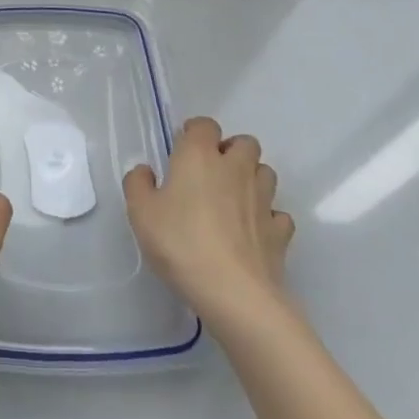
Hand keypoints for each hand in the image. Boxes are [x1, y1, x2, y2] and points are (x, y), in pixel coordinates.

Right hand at [124, 119, 293, 319]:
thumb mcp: (140, 212)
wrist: (234, 293)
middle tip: (210, 173)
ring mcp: (263, 199)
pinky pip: (278, 213)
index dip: (195, 132)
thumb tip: (146, 171)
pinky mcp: (280, 231)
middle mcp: (235, 169)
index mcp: (199, 156)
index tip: (182, 150)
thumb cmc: (181, 243)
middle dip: (231, 150)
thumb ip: (138, 184)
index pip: (205, 125)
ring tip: (232, 200)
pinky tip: (252, 231)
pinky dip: (267, 216)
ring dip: (252, 178)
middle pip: (245, 143)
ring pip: (266, 173)